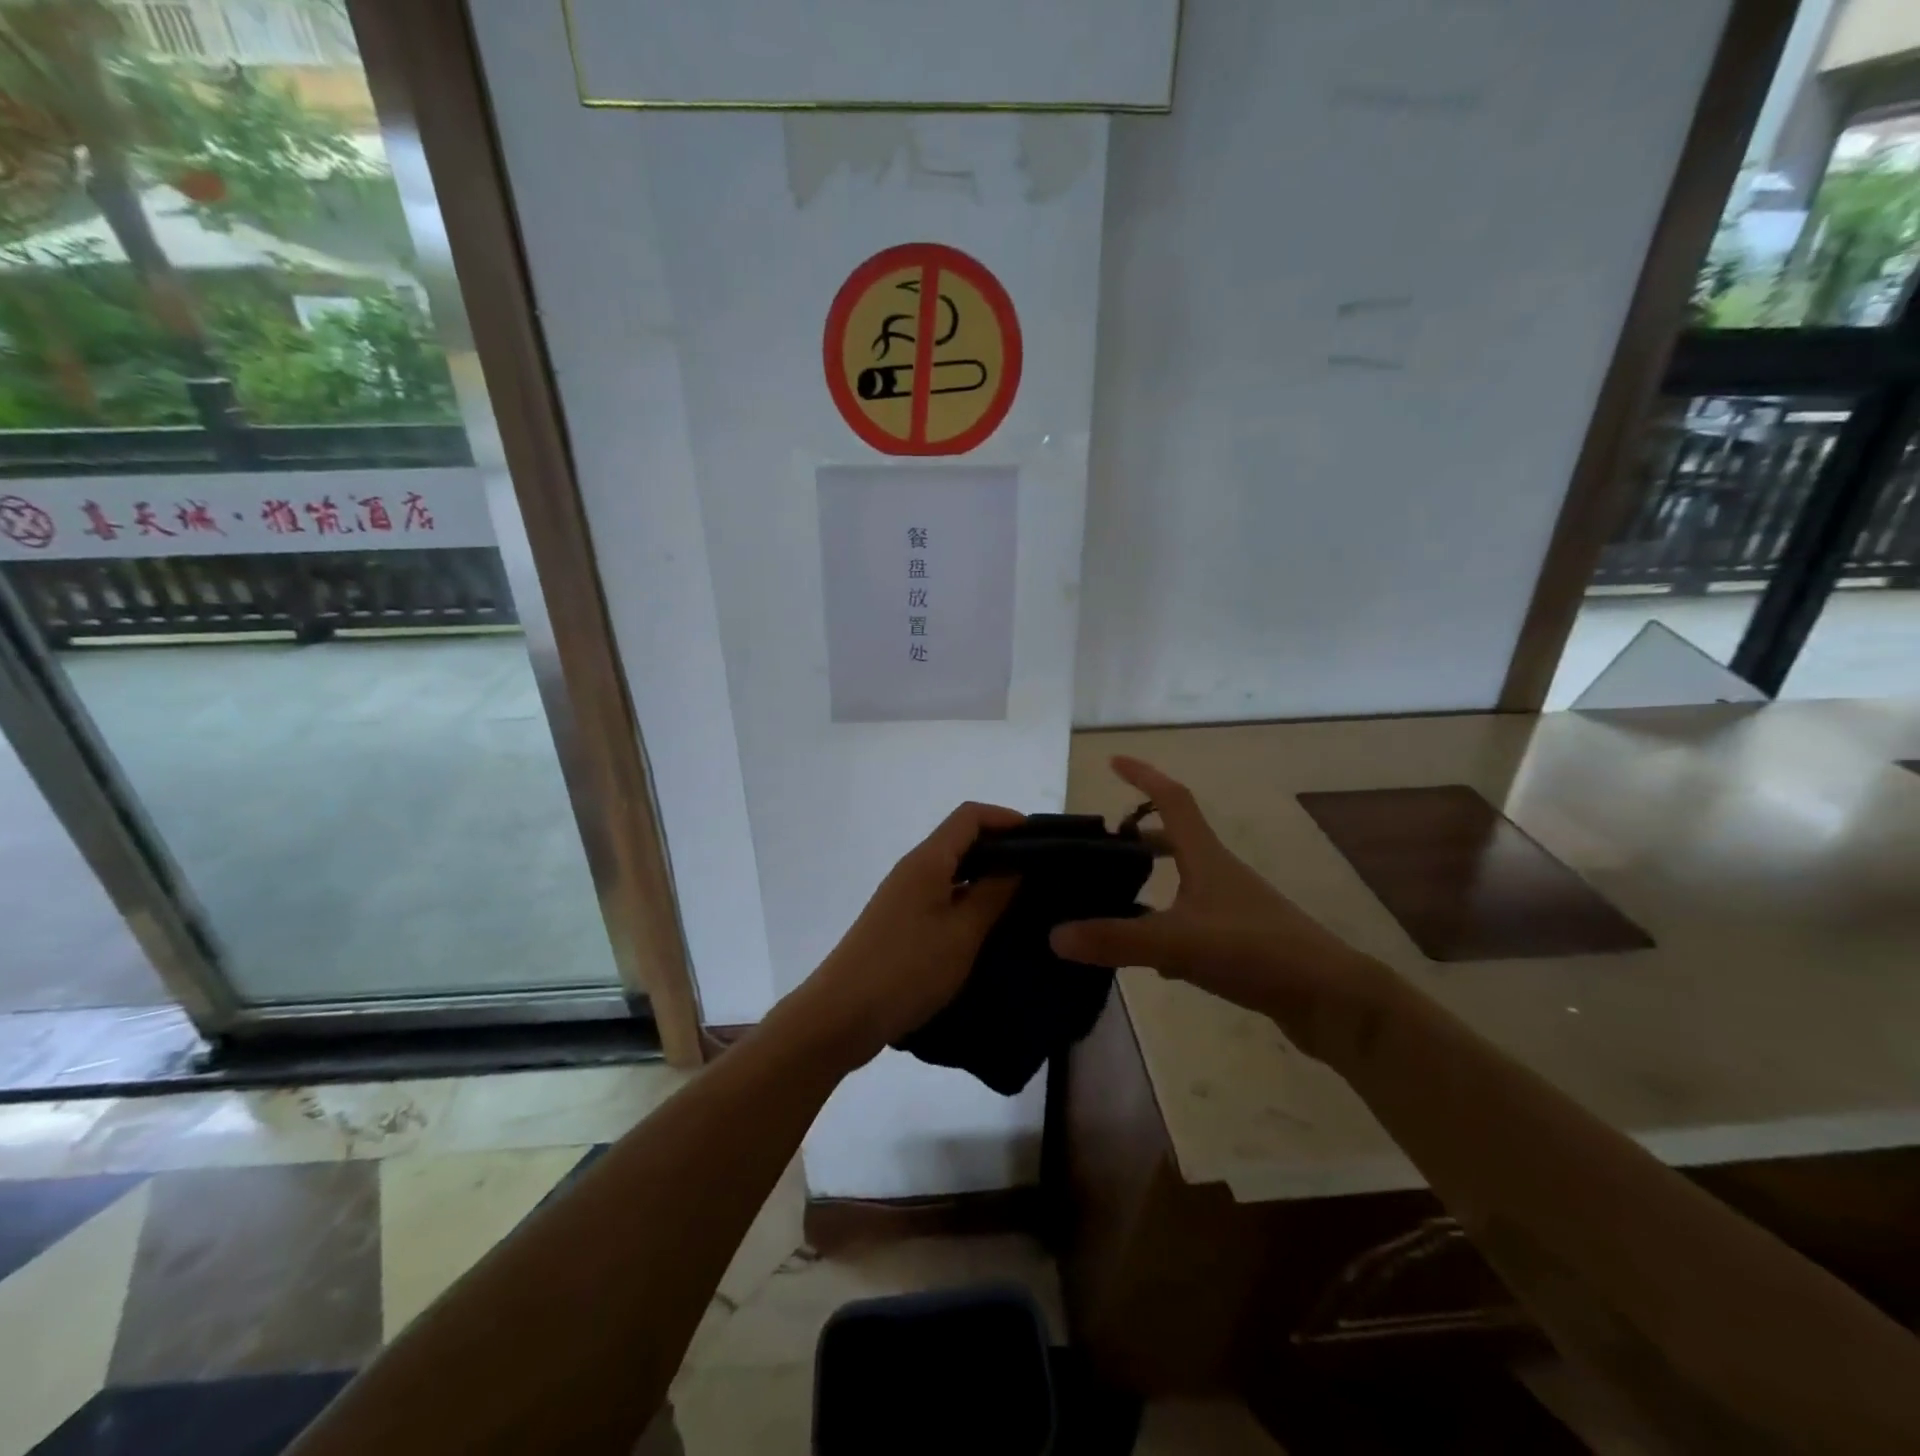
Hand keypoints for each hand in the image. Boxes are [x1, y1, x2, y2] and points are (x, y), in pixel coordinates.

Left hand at [792, 801, 1023, 1067]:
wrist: (841, 1015)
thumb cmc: (907, 969)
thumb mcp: (962, 933)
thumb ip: (992, 894)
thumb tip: (1018, 863)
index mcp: (927, 860)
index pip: (970, 816)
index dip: (1006, 819)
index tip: (1042, 841)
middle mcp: (913, 869)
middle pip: (960, 839)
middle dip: (1001, 848)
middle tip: (1041, 874)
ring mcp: (903, 896)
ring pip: (951, 870)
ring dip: (985, 876)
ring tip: (1023, 900)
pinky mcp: (899, 922)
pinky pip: (941, 895)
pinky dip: (967, 899)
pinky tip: (988, 926)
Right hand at [1049, 757, 1395, 1063]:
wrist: (1331, 1000)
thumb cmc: (1256, 951)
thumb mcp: (1178, 943)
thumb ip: (1116, 939)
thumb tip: (1054, 934)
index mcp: (1207, 858)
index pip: (1173, 800)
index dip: (1144, 776)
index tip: (1113, 761)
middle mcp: (1220, 874)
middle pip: (1177, 840)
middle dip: (1140, 836)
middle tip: (1104, 846)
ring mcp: (1234, 909)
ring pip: (1184, 883)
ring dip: (1153, 881)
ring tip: (1115, 899)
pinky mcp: (1242, 942)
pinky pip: (1194, 922)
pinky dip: (1168, 927)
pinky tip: (1152, 961)